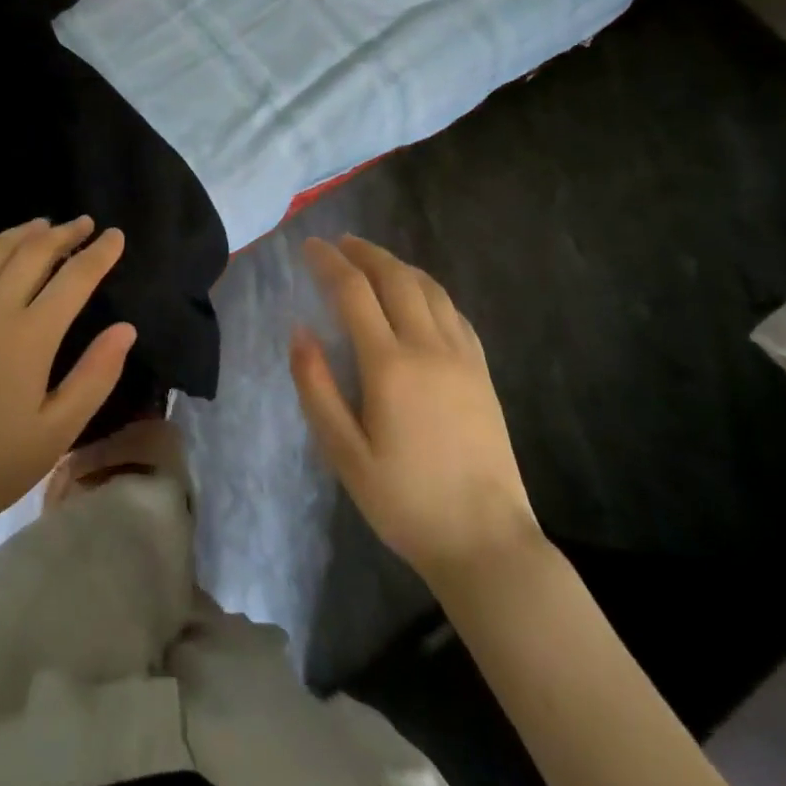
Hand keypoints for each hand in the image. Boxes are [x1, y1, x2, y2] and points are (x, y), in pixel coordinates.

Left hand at [0, 218, 134, 541]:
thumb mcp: (58, 431)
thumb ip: (96, 375)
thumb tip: (126, 328)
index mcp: (30, 335)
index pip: (74, 278)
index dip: (99, 254)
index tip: (116, 236)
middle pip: (35, 252)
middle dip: (65, 233)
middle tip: (86, 223)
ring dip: (26, 232)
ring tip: (46, 225)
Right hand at [290, 236, 541, 579]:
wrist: (487, 542)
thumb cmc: (405, 502)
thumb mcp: (344, 454)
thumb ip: (316, 388)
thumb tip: (299, 331)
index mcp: (390, 366)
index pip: (353, 292)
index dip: (329, 262)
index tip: (309, 246)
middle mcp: (428, 348)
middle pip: (396, 278)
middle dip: (365, 253)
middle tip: (340, 242)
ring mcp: (462, 357)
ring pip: (429, 289)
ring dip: (398, 265)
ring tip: (373, 259)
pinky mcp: (482, 372)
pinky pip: (454, 312)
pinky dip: (429, 290)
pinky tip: (419, 296)